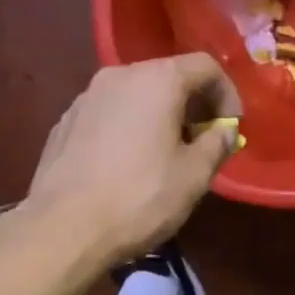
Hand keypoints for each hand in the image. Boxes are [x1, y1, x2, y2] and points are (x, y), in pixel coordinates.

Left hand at [26, 55, 242, 265]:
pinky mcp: (65, 122)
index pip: (205, 66)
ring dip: (160, 116)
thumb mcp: (194, 176)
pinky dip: (129, 128)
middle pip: (168, 76)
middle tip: (203, 142)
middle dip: (193, 105)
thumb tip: (224, 131)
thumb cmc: (139, 198)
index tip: (232, 128)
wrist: (63, 229)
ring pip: (136, 95)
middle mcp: (118, 76)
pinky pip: (110, 114)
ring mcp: (86, 97)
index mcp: (156, 80)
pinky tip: (128, 165)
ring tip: (166, 155)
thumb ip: (217, 144)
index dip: (227, 94)